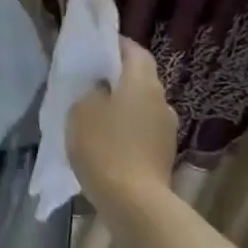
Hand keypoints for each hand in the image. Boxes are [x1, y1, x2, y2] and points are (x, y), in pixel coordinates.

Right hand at [68, 38, 177, 212]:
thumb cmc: (104, 148)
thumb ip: (90, 91)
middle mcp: (161, 100)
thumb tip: (100, 88)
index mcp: (142, 83)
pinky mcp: (164, 154)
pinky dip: (127, 129)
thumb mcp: (81, 111)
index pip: (134, 51)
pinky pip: (143, 130)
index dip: (115, 45)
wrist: (134, 202)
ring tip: (96, 116)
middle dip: (117, 78)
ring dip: (123, 106)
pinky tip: (108, 142)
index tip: (95, 48)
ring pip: (141, 106)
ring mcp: (166, 129)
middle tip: (90, 83)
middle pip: (139, 78)